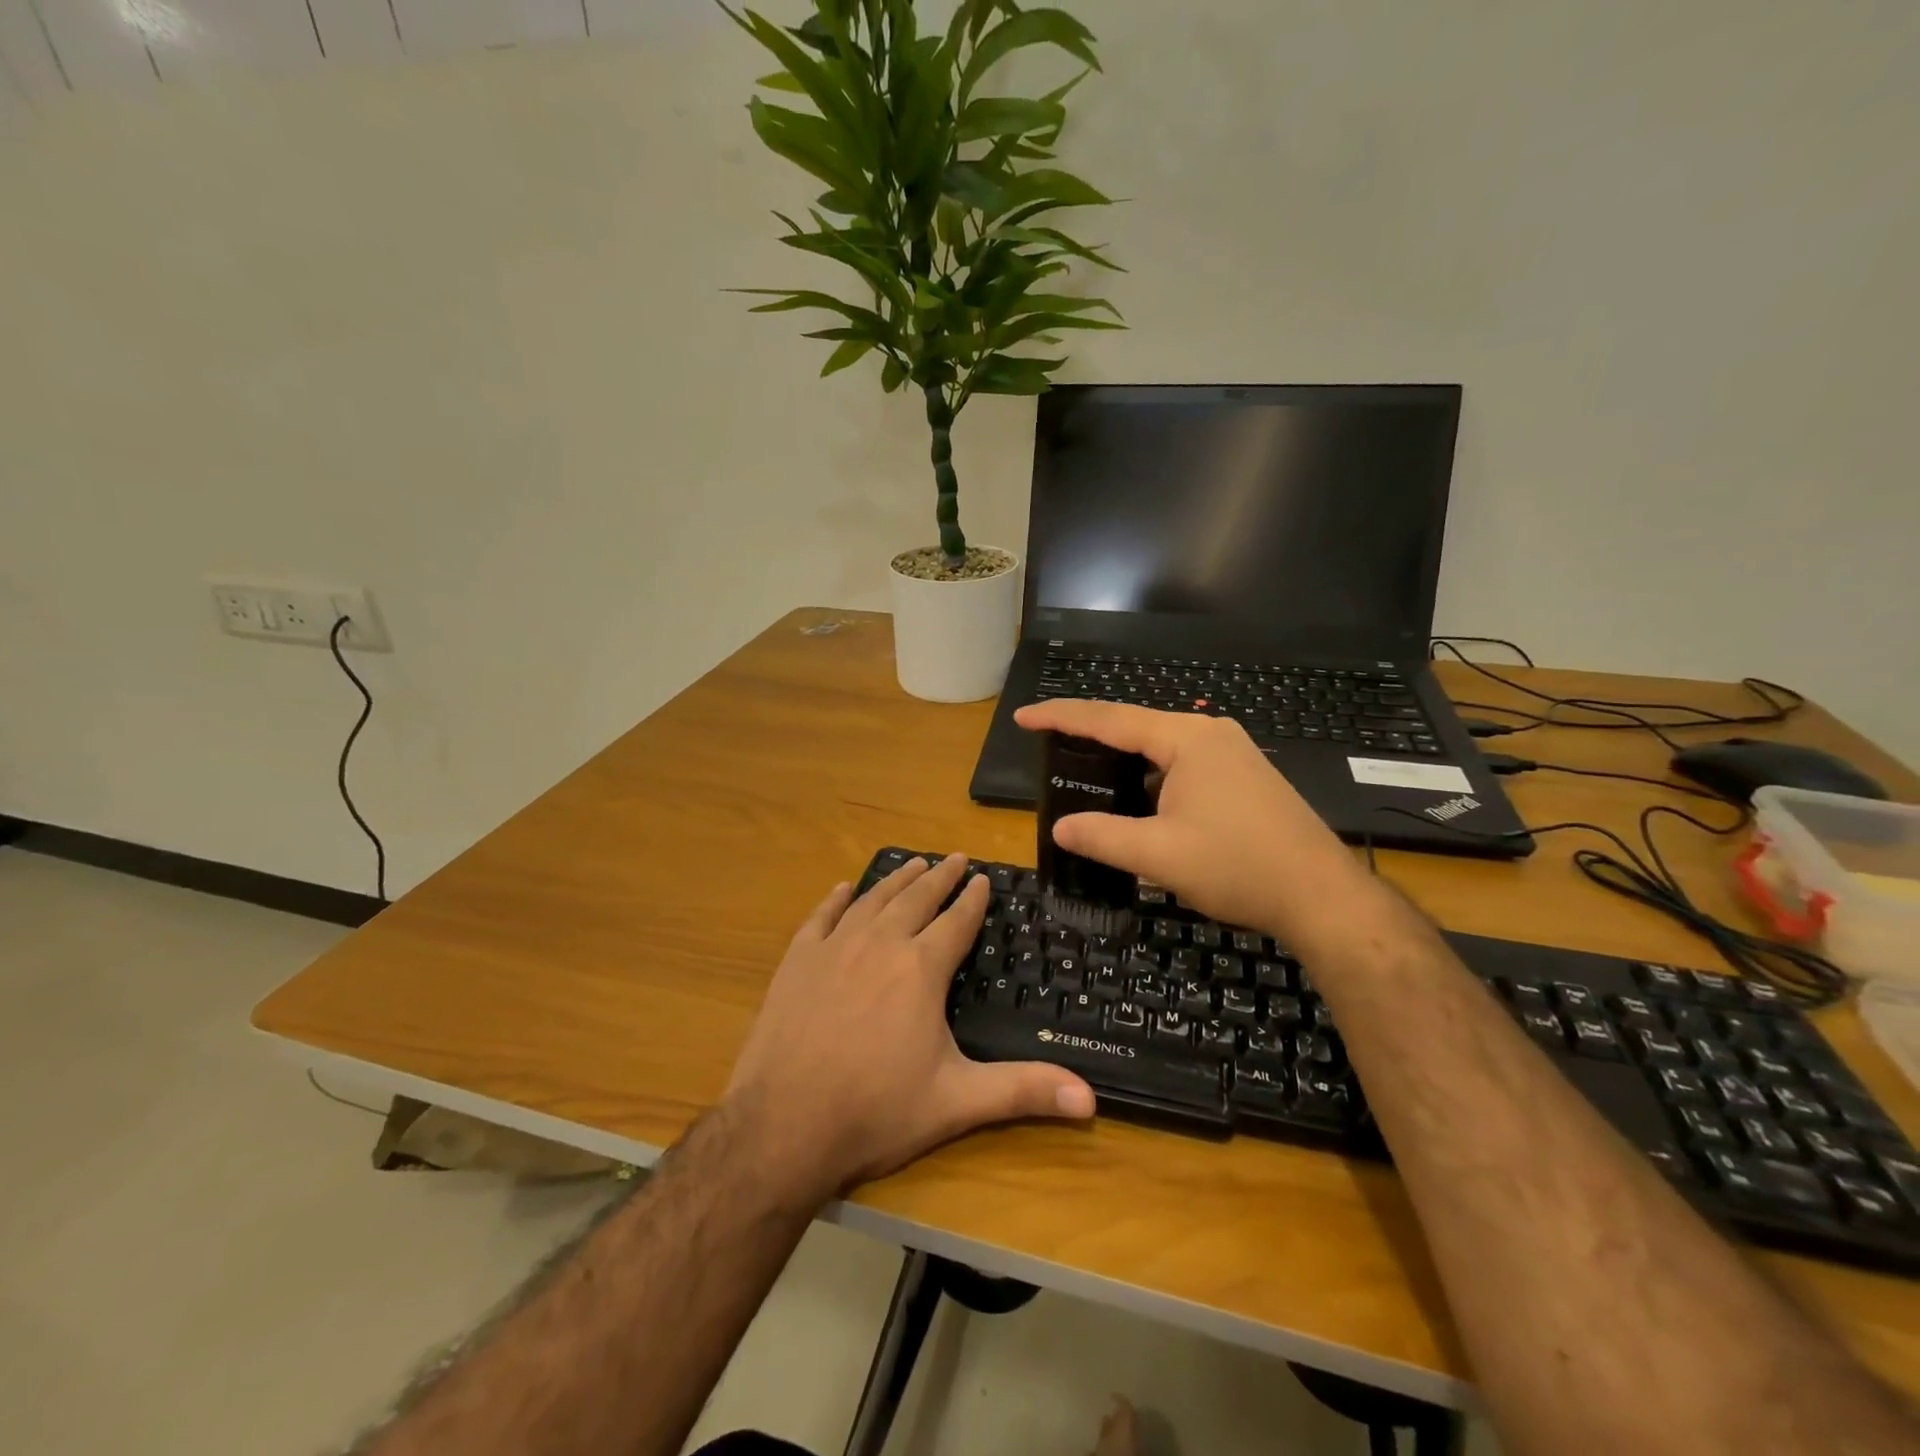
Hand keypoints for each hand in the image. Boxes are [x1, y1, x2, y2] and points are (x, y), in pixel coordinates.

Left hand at [725, 854, 1094, 1199]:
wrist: (784, 1126)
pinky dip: (835, 899)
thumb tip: (1091, 1099)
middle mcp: (880, 944)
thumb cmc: (876, 1111)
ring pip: (872, 900)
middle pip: (916, 899)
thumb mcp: (957, 1102)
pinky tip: (843, 888)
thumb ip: (1023, 1092)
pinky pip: (820, 917)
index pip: (956, 921)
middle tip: (955, 859)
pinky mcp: (797, 961)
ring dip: (896, 879)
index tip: (983, 878)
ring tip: (914, 863)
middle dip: (940, 877)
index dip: (973, 899)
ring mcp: (834, 948)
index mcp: (921, 968)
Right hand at [1015, 700, 1372, 938]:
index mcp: (1186, 739)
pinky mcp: (1244, 778)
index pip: (1109, 719)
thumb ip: (1102, 836)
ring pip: (1161, 750)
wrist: (1322, 896)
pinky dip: (1150, 779)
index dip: (1061, 717)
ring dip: (1123, 761)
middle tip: (1048, 746)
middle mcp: (1210, 734)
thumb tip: (1060, 828)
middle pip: (1136, 727)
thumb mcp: (1158, 855)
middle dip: (1090, 736)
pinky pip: (1182, 767)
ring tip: (1085, 773)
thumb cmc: (1238, 866)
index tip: (1023, 716)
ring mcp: (1232, 755)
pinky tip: (1137, 803)